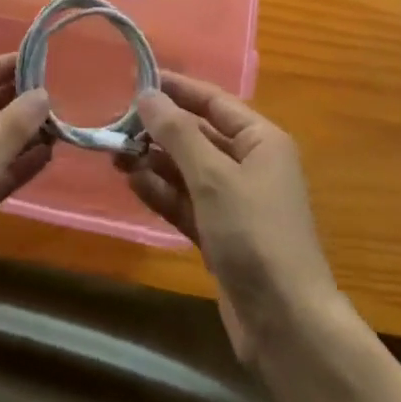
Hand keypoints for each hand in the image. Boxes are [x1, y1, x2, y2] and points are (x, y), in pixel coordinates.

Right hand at [120, 73, 339, 361]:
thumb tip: (147, 94)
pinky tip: (133, 183)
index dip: (177, 89)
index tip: (136, 78)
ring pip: (188, 171)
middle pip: (199, 135)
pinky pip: (187, 203)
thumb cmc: (254, 234)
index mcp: (261, 141)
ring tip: (114, 154)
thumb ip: (178, 133)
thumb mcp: (213, 177)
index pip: (214, 101)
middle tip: (115, 123)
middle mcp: (250, 165)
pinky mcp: (221, 235)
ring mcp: (235, 203)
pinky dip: (162, 193)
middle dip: (160, 130)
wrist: (286, 323)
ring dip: (155, 162)